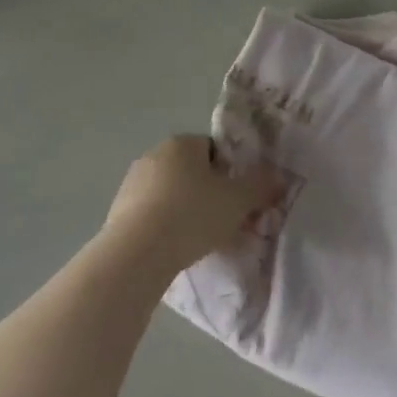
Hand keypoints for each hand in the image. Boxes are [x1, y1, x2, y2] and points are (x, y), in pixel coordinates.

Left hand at [103, 135, 278, 277]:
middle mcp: (154, 155)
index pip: (214, 150)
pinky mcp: (118, 211)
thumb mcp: (238, 201)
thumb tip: (279, 178)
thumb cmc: (192, 215)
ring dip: (186, 211)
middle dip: (209, 194)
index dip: (230, 174)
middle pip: (192, 172)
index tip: (238, 199)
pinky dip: (165, 226)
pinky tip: (174, 248)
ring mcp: (132, 182)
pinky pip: (152, 214)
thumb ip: (260, 187)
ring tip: (200, 240)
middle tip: (224, 222)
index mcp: (182, 143)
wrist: (137, 253)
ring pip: (171, 194)